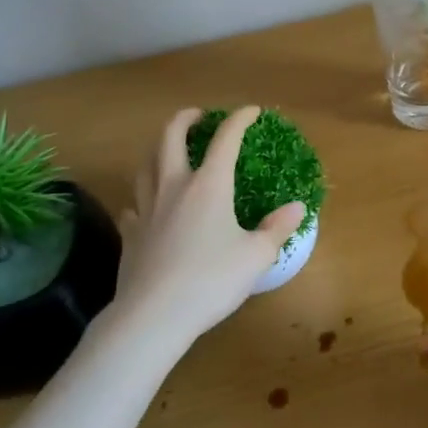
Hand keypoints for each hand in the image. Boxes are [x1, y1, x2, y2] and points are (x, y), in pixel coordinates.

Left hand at [109, 107, 305, 345]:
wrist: (153, 316)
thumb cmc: (211, 280)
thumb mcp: (256, 256)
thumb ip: (277, 228)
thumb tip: (297, 207)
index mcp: (209, 185)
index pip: (225, 139)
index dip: (239, 120)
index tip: (251, 111)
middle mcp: (174, 187)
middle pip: (170, 138)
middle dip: (184, 119)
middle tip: (197, 116)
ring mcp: (146, 209)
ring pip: (145, 165)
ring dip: (157, 148)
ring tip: (168, 149)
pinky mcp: (130, 234)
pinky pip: (133, 205)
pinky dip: (142, 197)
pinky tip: (146, 206)